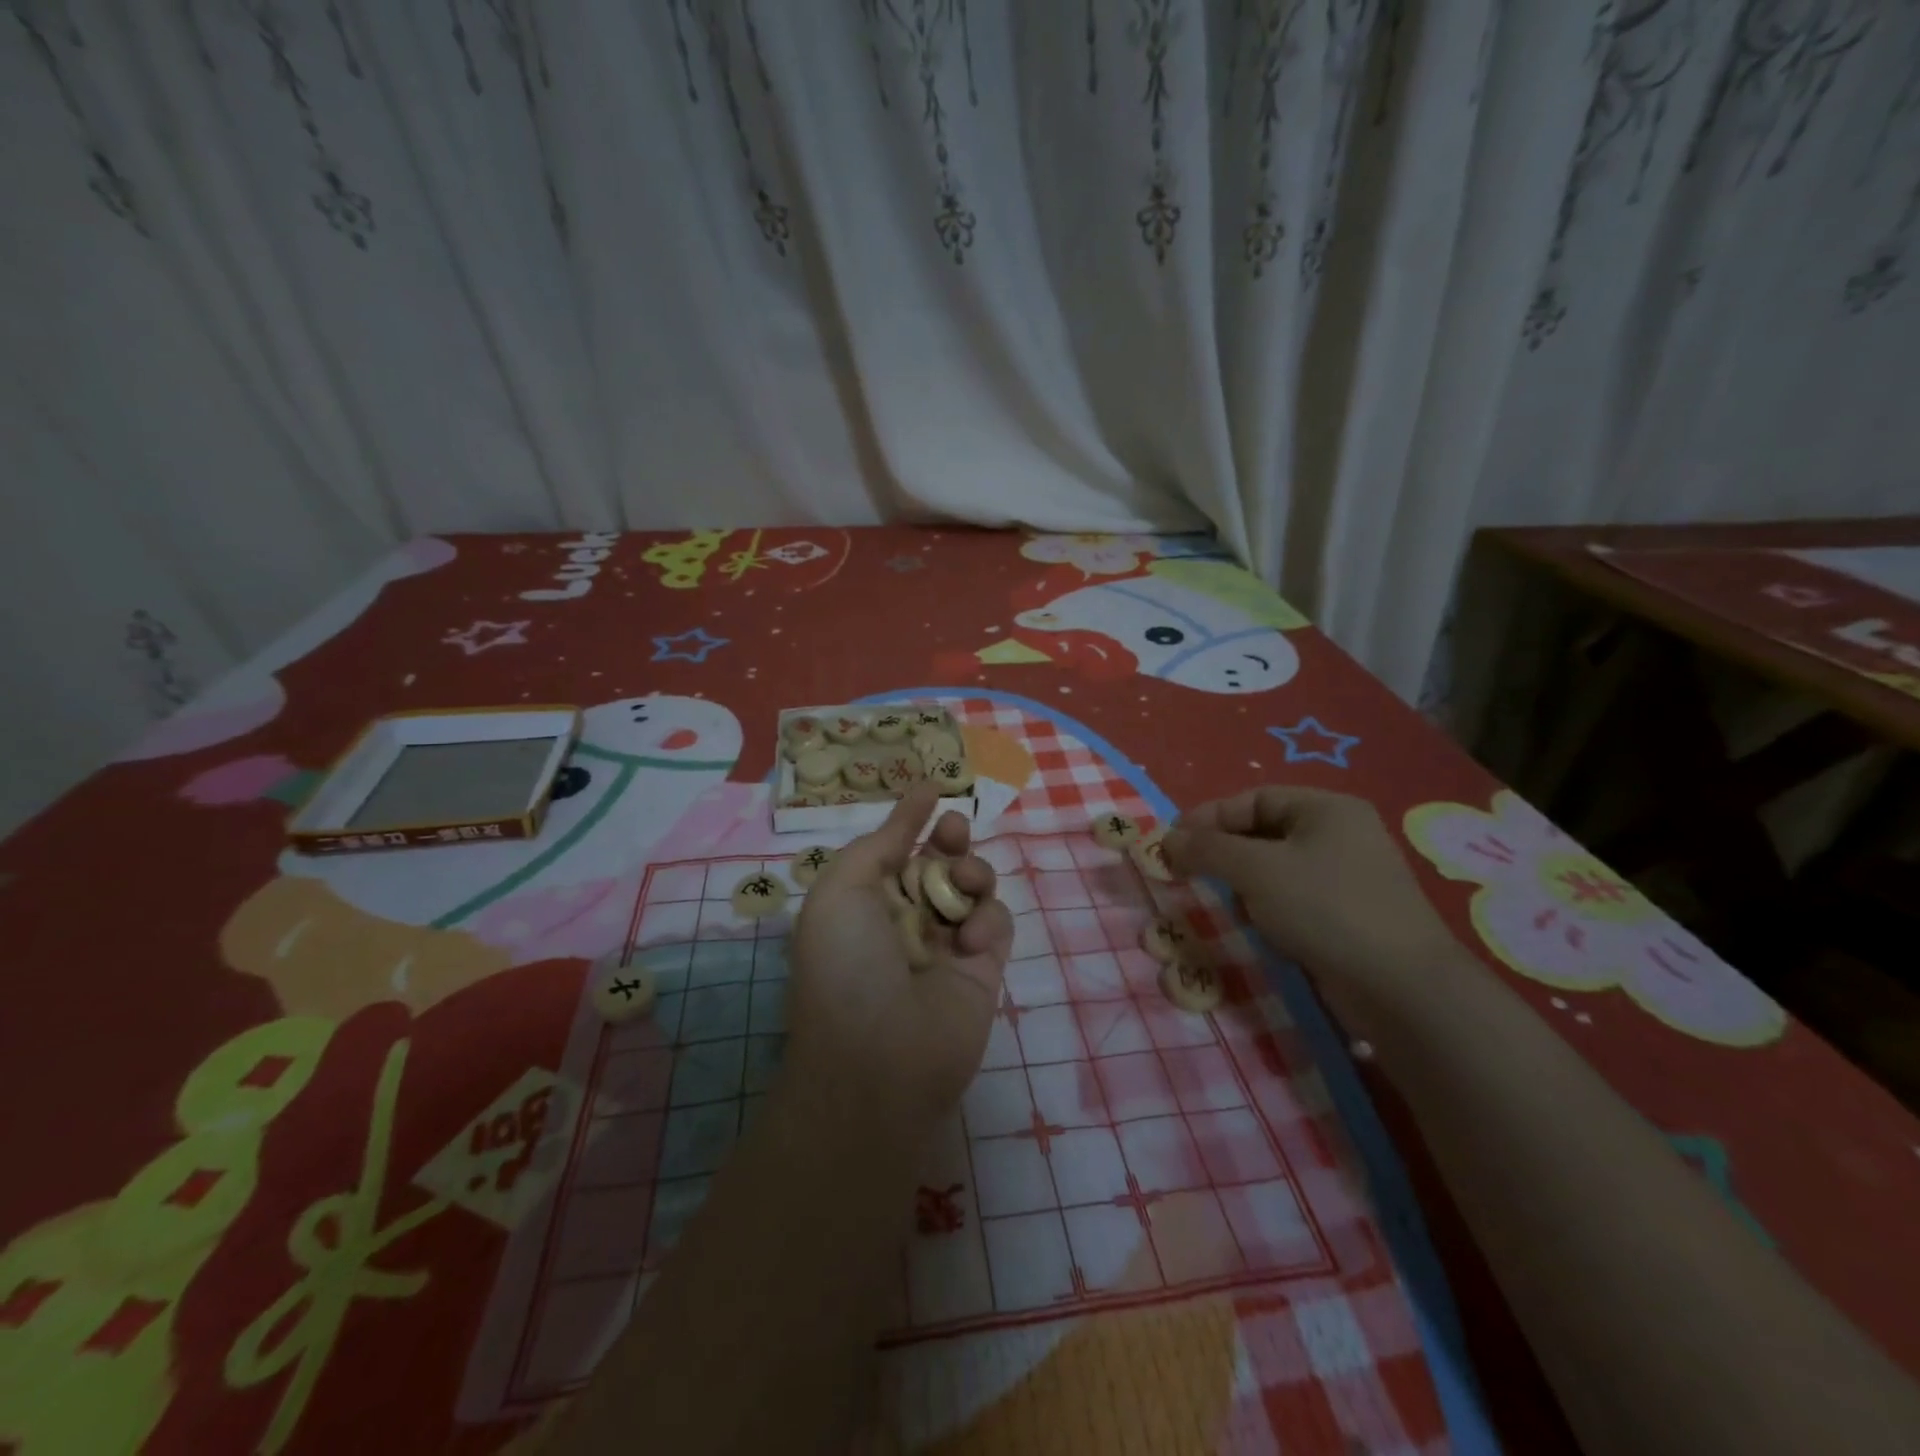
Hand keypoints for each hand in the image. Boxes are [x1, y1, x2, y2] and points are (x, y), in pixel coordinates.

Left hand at [785, 784, 1013, 1135]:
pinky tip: (971, 941)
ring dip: (971, 871)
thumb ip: (881, 841)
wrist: (879, 1063)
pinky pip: (998, 921)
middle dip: (950, 837)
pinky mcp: (985, 967)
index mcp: (865, 900)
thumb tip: (918, 794)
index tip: (934, 790)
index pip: (895, 848)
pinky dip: (989, 919)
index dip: (913, 819)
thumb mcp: (841, 890)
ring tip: (961, 884)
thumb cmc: (846, 967)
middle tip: (953, 831)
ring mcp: (947, 942)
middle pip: (939, 859)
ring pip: (973, 884)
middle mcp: (906, 917)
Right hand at [1164, 786, 1470, 1038]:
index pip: (1253, 800)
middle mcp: (1341, 835)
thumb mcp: (1256, 869)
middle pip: (1264, 832)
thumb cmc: (1325, 909)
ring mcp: (1349, 878)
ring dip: (1244, 883)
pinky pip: (1295, 898)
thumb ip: (1207, 848)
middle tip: (1187, 872)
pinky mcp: (1350, 917)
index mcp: (1327, 809)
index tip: (1171, 842)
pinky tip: (1260, 928)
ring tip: (1224, 902)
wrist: (1401, 989)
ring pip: (1276, 868)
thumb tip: (1168, 838)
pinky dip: (1269, 907)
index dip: (1208, 817)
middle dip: (1223, 852)